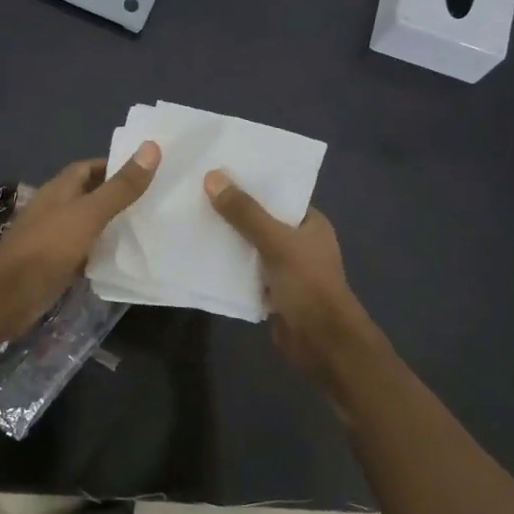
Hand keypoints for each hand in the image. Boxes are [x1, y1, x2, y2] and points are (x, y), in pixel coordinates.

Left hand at [0, 142, 160, 338]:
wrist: (8, 295)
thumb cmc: (48, 247)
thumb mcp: (89, 213)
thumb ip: (120, 187)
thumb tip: (152, 147)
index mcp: (60, 189)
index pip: (89, 167)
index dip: (115, 166)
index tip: (147, 171)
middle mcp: (56, 209)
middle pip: (90, 195)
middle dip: (118, 195)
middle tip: (155, 200)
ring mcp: (54, 238)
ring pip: (88, 224)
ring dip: (112, 224)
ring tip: (149, 226)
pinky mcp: (57, 264)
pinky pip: (85, 251)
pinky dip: (103, 251)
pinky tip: (125, 257)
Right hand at [203, 171, 383, 388]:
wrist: (322, 343)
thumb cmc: (308, 284)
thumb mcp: (275, 241)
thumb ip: (245, 212)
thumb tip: (212, 177)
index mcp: (310, 223)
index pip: (278, 194)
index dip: (251, 183)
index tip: (218, 171)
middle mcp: (299, 242)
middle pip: (261, 220)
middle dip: (232, 211)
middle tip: (195, 193)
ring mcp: (285, 269)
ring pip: (250, 247)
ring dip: (227, 240)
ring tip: (191, 219)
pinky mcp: (271, 292)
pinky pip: (245, 273)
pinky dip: (228, 267)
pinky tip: (199, 256)